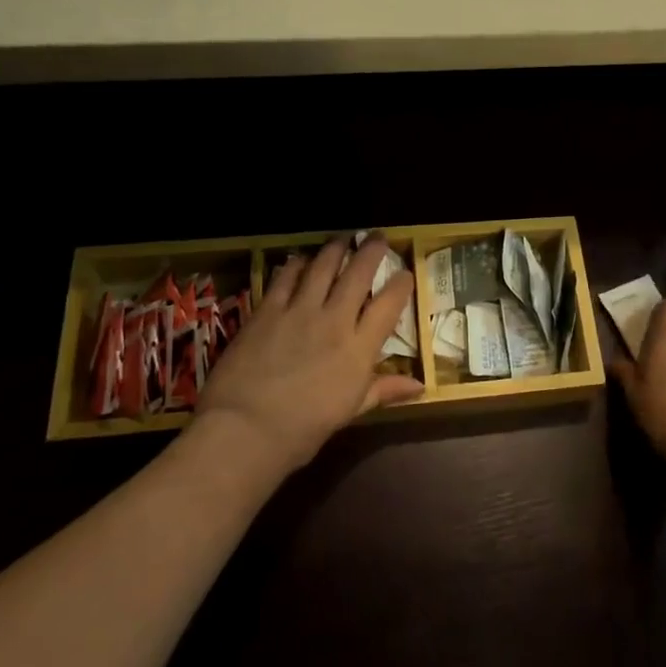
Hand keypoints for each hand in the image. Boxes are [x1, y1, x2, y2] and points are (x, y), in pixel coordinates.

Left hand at [194, 237, 422, 474]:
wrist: (245, 430)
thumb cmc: (303, 430)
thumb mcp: (350, 411)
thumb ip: (383, 390)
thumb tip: (420, 387)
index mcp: (359, 348)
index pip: (389, 304)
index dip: (401, 284)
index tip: (405, 273)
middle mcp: (334, 320)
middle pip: (358, 274)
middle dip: (371, 251)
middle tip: (377, 237)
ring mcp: (299, 311)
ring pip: (323, 267)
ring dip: (335, 249)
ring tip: (342, 239)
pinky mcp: (267, 310)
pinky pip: (285, 278)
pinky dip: (296, 265)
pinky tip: (300, 259)